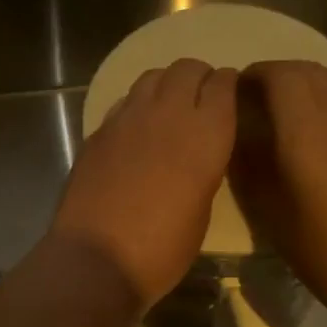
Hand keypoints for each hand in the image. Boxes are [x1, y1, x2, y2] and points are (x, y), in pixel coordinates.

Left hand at [50, 59, 238, 311]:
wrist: (97, 258)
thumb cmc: (163, 248)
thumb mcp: (202, 209)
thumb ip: (203, 167)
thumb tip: (195, 152)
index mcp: (206, 134)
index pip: (223, 84)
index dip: (228, 84)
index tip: (229, 94)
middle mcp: (168, 114)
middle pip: (187, 68)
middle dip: (198, 76)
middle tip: (200, 97)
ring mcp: (127, 118)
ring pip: (152, 77)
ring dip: (166, 84)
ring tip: (168, 107)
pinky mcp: (99, 130)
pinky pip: (124, 102)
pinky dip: (137, 105)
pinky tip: (137, 129)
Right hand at [229, 60, 326, 323]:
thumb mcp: (273, 218)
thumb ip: (251, 170)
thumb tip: (239, 138)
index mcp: (309, 134)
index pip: (281, 76)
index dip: (256, 74)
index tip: (237, 92)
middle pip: (311, 71)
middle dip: (280, 76)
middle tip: (258, 102)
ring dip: (310, 84)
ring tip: (292, 113)